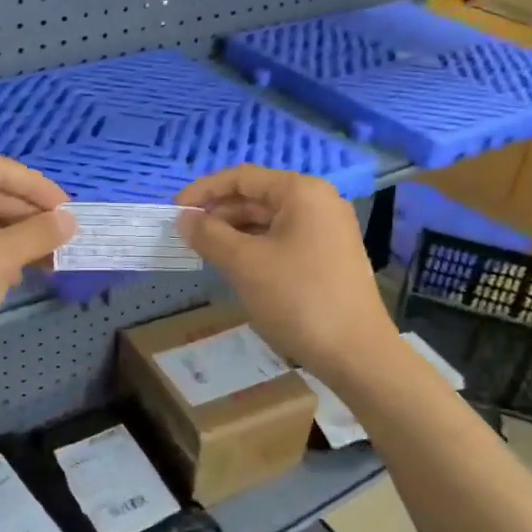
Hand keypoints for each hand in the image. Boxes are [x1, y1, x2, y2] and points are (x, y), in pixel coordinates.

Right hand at [175, 165, 393, 385]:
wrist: (356, 353)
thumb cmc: (298, 298)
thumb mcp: (244, 264)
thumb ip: (209, 235)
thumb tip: (184, 218)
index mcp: (301, 192)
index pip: (242, 177)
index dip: (204, 190)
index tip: (174, 210)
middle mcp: (319, 202)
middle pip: (257, 196)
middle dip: (219, 213)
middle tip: (186, 235)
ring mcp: (328, 230)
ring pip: (269, 220)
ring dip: (235, 232)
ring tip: (205, 252)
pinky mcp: (330, 256)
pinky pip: (284, 240)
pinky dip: (255, 247)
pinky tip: (236, 267)